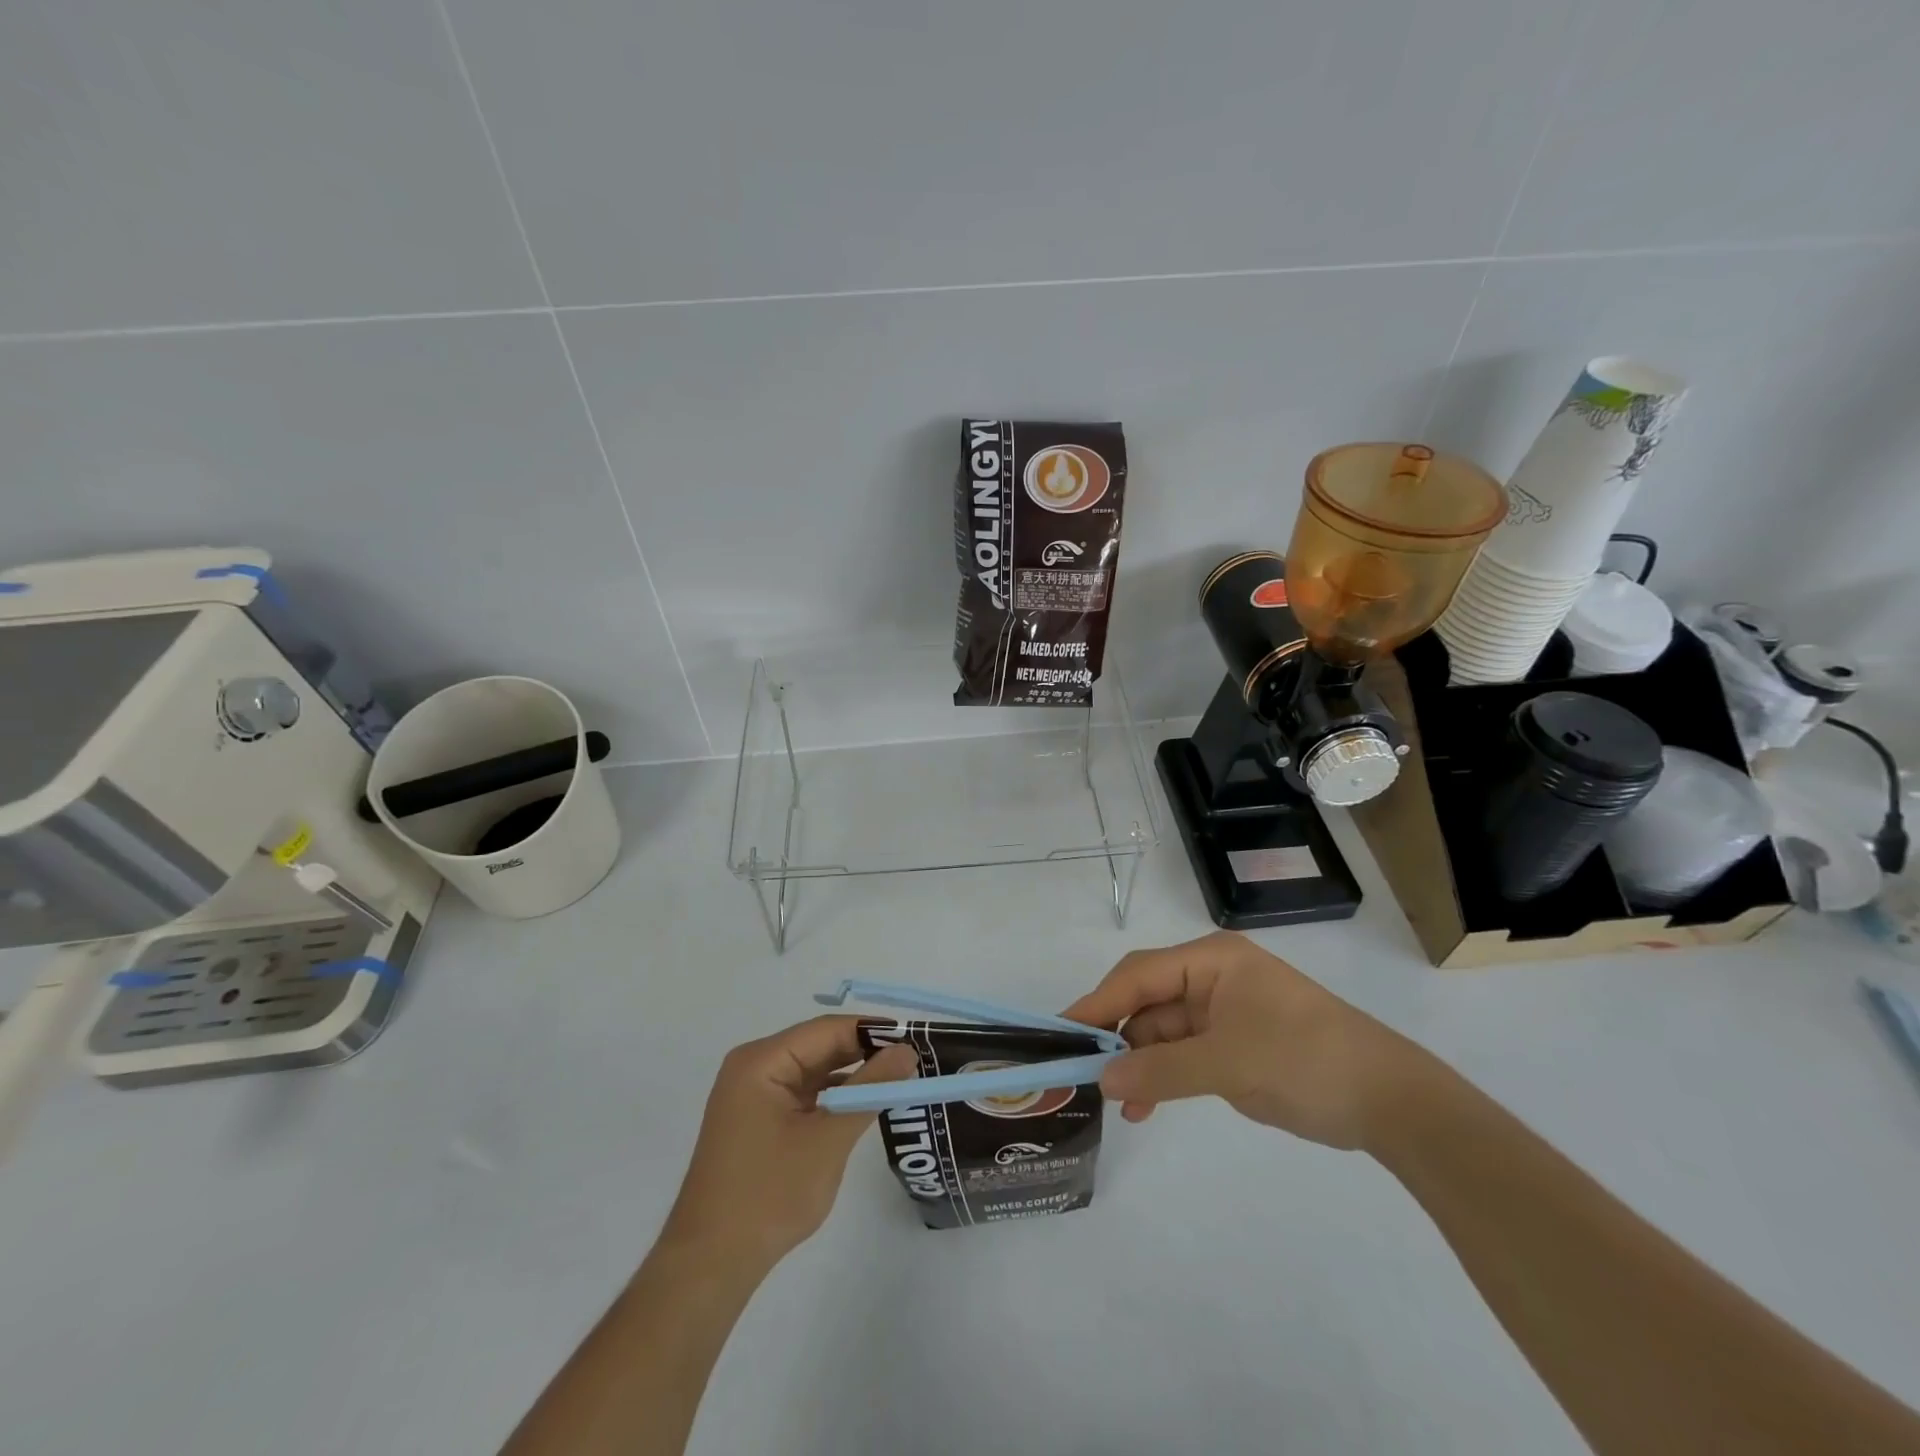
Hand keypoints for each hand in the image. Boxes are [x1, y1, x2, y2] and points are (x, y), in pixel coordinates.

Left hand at [660, 1017, 915, 1267]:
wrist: (711, 1264)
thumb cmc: (770, 1195)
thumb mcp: (828, 1138)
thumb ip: (869, 1089)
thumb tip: (907, 1051)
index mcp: (762, 1061)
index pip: (827, 1030)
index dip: (872, 1031)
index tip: (915, 1039)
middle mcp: (754, 1066)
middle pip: (819, 1045)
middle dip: (865, 1052)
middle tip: (913, 1061)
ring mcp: (753, 1093)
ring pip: (814, 1069)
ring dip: (852, 1074)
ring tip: (898, 1079)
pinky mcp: (757, 1118)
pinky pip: (803, 1091)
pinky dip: (833, 1095)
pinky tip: (863, 1103)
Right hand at [1064, 931, 1430, 1149]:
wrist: (1389, 1101)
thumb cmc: (1305, 1059)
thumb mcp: (1228, 1063)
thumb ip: (1161, 1070)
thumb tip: (1101, 1079)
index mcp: (1210, 960)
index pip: (1139, 974)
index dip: (1098, 1002)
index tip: (1062, 1032)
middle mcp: (1211, 977)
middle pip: (1147, 1001)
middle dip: (1118, 1037)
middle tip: (1084, 1074)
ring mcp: (1222, 1012)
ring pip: (1162, 1032)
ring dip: (1140, 1064)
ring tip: (1120, 1104)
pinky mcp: (1233, 1045)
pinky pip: (1183, 1055)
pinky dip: (1163, 1077)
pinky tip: (1146, 1107)